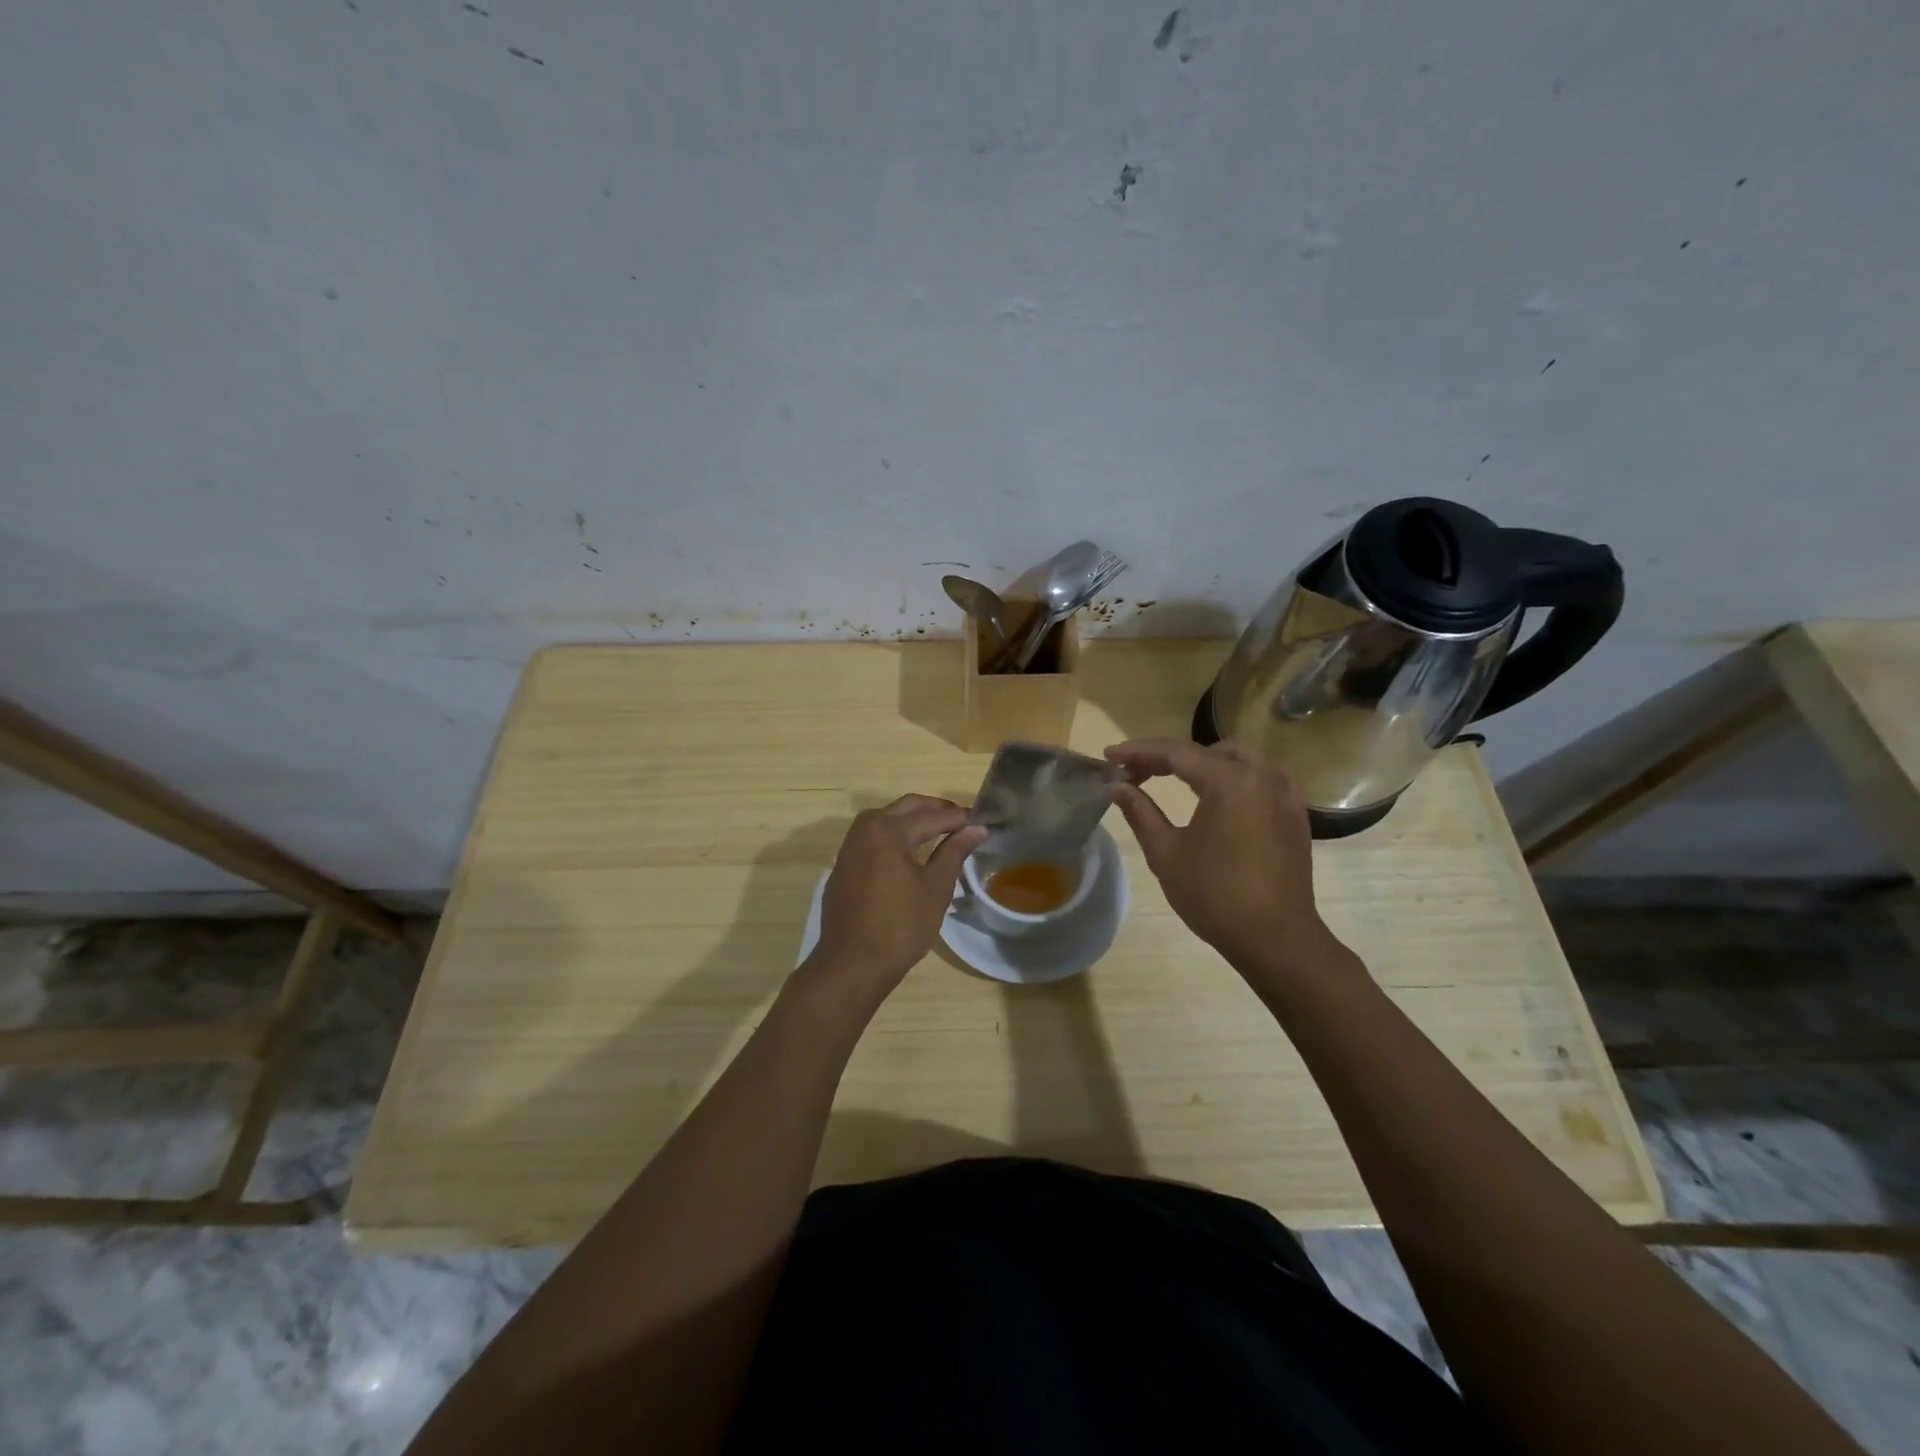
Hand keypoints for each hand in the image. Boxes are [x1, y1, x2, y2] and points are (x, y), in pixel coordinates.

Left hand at [807, 795, 986, 1000]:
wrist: (852, 963)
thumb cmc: (901, 926)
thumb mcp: (935, 888)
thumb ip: (955, 852)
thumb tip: (976, 828)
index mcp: (890, 830)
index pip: (934, 816)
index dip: (960, 819)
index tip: (982, 823)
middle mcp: (866, 828)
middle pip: (908, 806)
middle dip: (937, 810)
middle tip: (963, 823)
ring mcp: (851, 845)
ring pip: (887, 817)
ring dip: (914, 819)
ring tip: (940, 833)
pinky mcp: (844, 863)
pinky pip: (873, 836)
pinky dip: (895, 835)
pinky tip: (910, 852)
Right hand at [1104, 738, 1344, 974]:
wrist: (1275, 938)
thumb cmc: (1215, 895)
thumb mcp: (1166, 853)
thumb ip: (1140, 812)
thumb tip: (1117, 787)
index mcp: (1230, 781)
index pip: (1176, 752)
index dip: (1138, 751)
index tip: (1109, 757)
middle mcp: (1262, 776)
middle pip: (1208, 751)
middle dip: (1169, 757)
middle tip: (1137, 774)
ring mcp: (1284, 795)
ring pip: (1239, 760)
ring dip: (1203, 763)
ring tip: (1173, 780)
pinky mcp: (1295, 815)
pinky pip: (1261, 778)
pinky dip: (1233, 777)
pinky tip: (1217, 797)